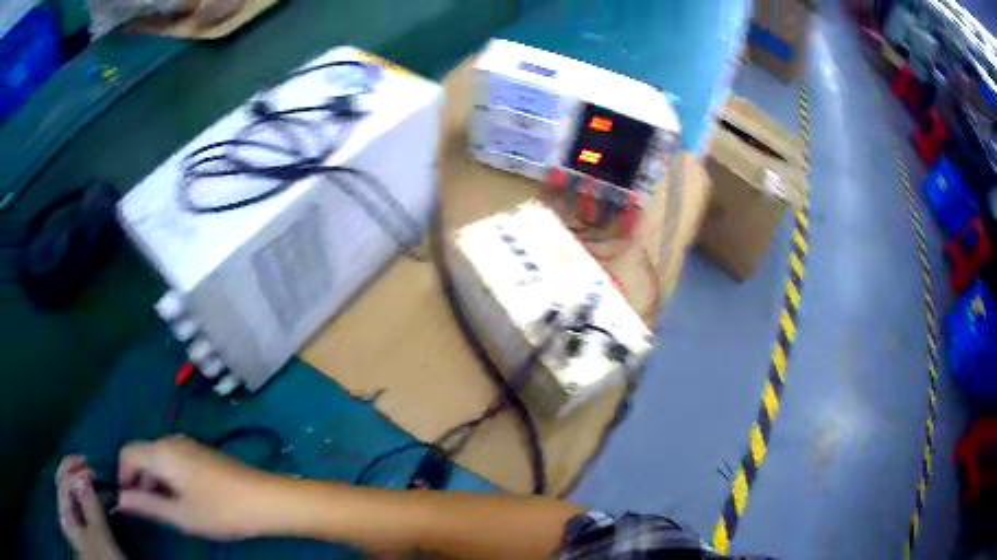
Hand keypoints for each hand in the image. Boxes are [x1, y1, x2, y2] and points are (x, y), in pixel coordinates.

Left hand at [55, 455, 123, 559]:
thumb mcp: (100, 536)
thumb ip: (89, 505)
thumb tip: (83, 476)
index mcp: (65, 517)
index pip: (63, 483)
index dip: (73, 469)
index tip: (91, 465)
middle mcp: (67, 520)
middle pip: (65, 490)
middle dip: (75, 475)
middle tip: (88, 466)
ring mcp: (76, 532)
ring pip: (74, 502)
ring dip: (82, 489)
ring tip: (95, 484)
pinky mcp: (86, 541)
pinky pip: (81, 514)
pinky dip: (87, 504)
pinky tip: (96, 504)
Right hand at [117, 435, 281, 539]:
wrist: (266, 499)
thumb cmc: (221, 510)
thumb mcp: (180, 514)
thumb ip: (147, 505)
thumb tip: (120, 500)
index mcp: (161, 451)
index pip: (127, 454)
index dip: (122, 477)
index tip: (128, 502)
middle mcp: (171, 441)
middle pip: (142, 455)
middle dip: (138, 481)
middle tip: (148, 511)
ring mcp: (188, 445)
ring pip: (158, 459)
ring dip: (154, 482)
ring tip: (166, 511)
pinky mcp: (201, 453)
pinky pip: (173, 461)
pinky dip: (168, 478)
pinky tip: (182, 501)